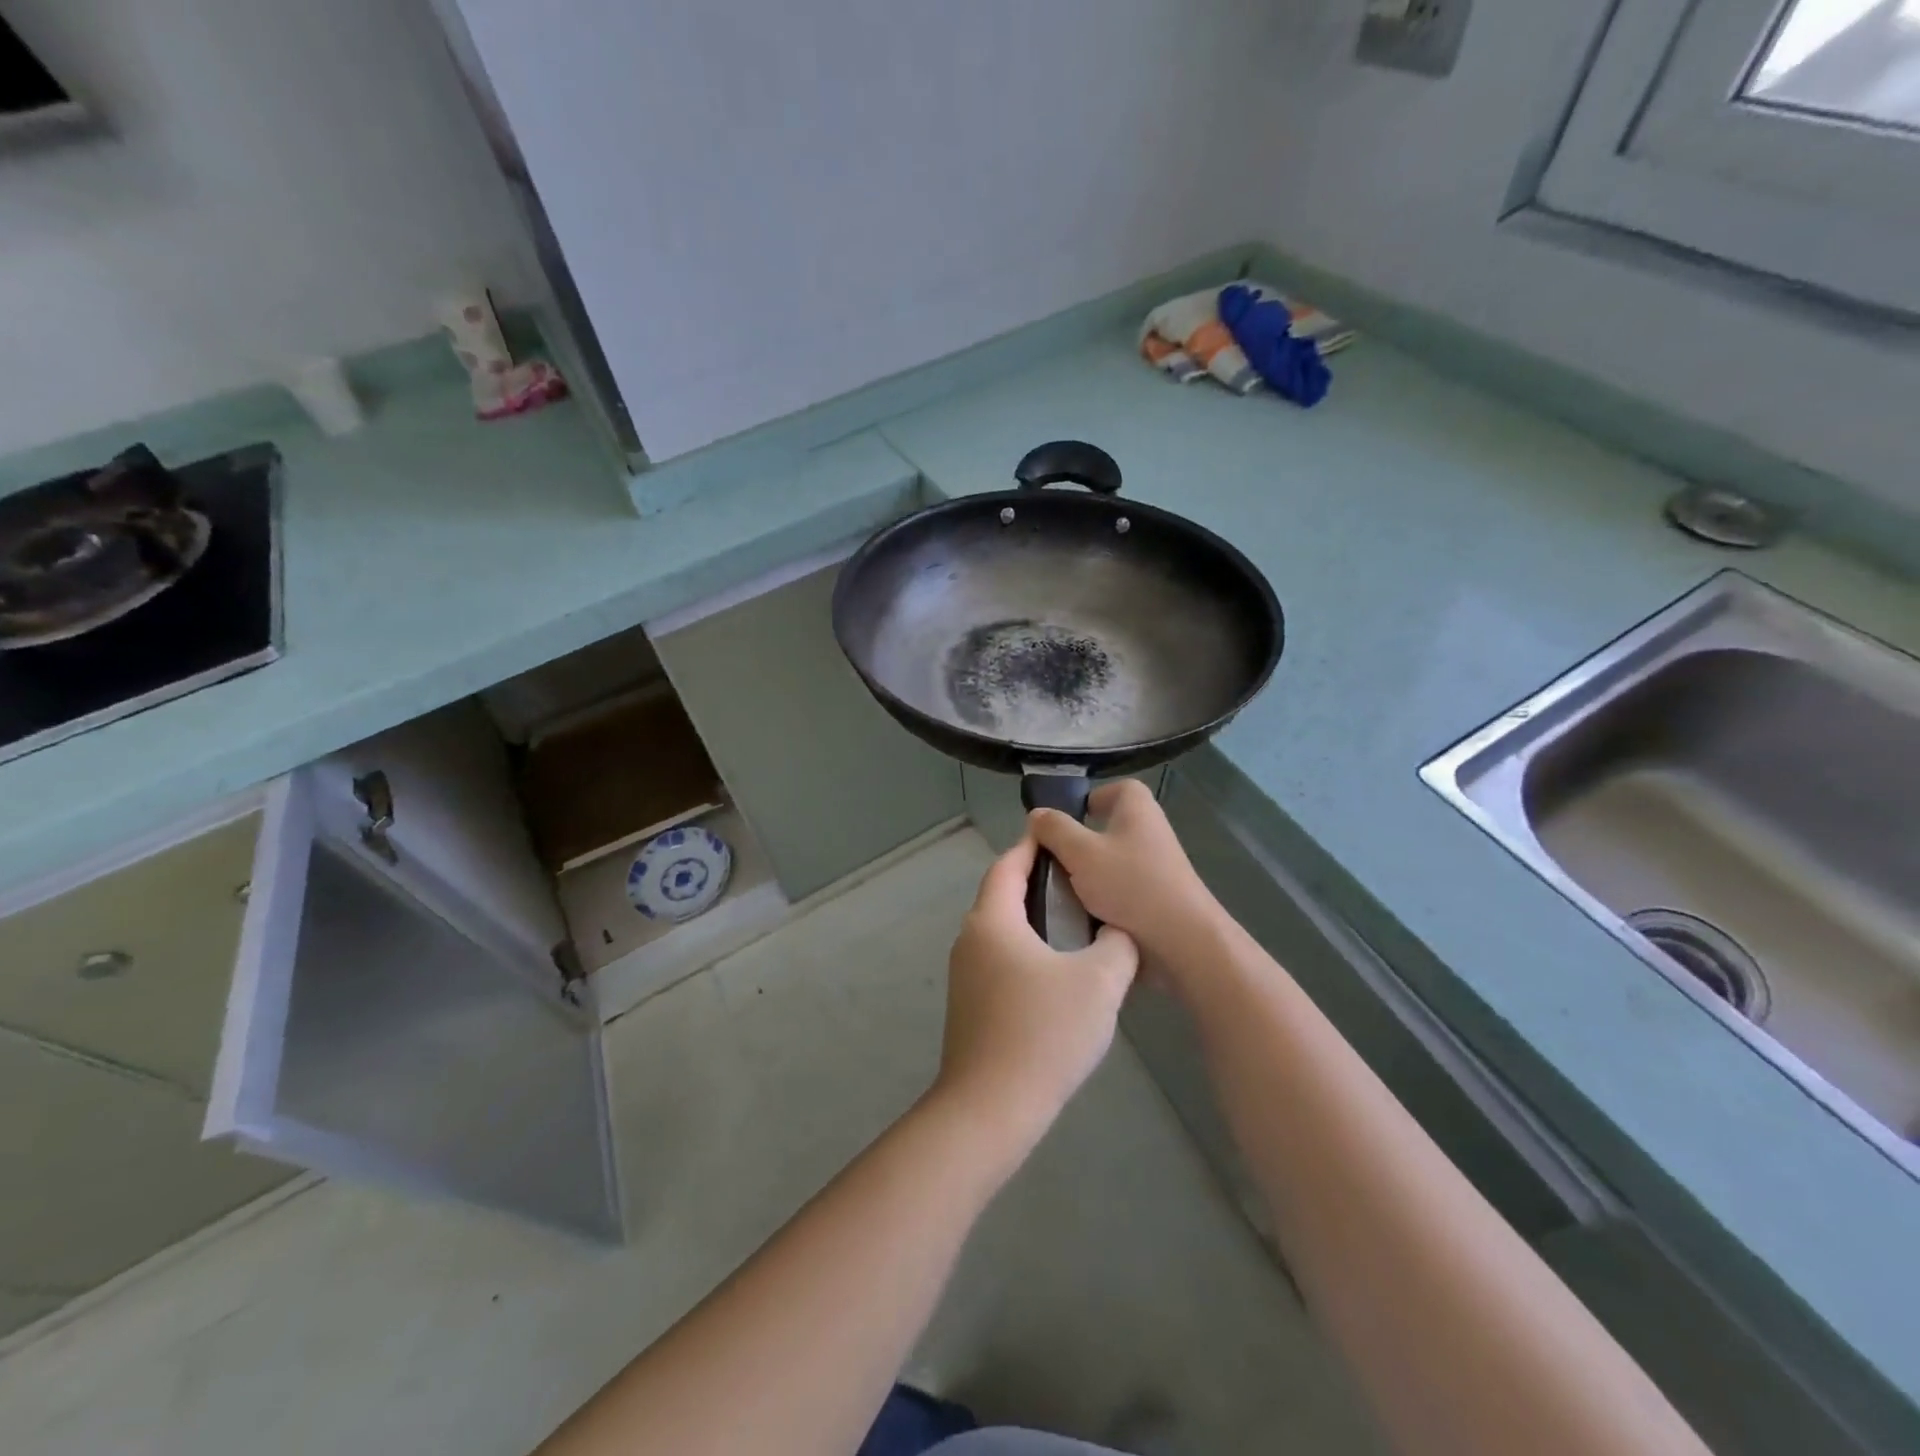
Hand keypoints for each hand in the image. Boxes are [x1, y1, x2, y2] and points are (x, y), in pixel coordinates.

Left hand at [932, 835, 1139, 1155]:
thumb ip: (1117, 945)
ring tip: (1079, 925)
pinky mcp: (970, 1006)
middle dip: (1038, 883)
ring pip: (1002, 932)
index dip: (1033, 847)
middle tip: (1082, 882)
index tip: (1061, 837)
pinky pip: (1001, 961)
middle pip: (1002, 896)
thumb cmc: (1043, 1033)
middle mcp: (970, 940)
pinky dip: (1027, 952)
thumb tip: (1118, 931)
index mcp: (992, 921)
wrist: (990, 1109)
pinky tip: (1060, 974)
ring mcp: (965, 976)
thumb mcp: (1099, 983)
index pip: (1008, 865)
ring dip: (1034, 921)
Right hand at [1028, 780, 1223, 976]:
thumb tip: (1037, 814)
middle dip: (1079, 843)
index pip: (1114, 789)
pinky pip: (1120, 887)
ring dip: (1087, 874)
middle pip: (1107, 827)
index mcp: (1137, 808)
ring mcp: (1156, 865)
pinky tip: (1081, 913)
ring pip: (1110, 860)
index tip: (1062, 823)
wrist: (1181, 939)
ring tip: (1060, 891)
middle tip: (1052, 860)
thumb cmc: (1130, 884)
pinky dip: (1102, 897)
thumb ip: (1054, 830)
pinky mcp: (1156, 895)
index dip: (1088, 800)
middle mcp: (1150, 830)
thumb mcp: (1080, 852)